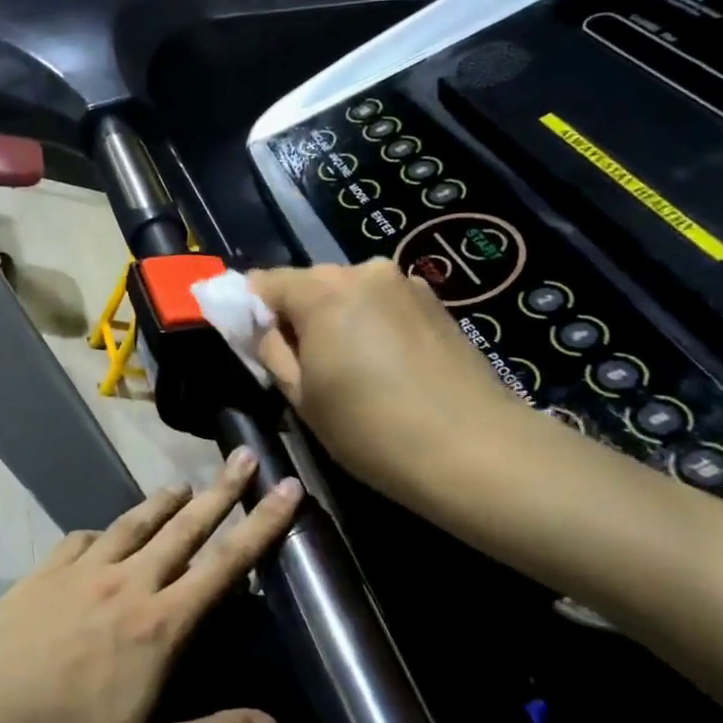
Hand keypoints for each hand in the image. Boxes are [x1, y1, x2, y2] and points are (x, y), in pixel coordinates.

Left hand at [0, 450, 302, 722]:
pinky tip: (105, 534)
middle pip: (184, 528)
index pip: (225, 564)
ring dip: (164, 503)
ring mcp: (79, 572)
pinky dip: (105, 531)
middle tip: (245, 457)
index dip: (263, 525)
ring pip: (133, 524)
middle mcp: (125, 583)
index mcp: (159, 625)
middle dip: (222, 492)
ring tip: (185, 485)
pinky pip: (82, 539)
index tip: (287, 489)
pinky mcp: (42, 574)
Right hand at [248, 259, 528, 503]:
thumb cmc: (371, 429)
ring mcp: (406, 284)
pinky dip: (370, 326)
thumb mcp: (301, 397)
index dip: (248, 310)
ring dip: (336, 321)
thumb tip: (259, 326)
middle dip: (296, 316)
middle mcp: (363, 272)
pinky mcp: (436, 303)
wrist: (475, 451)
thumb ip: (270, 350)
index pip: (264, 282)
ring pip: (348, 295)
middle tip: (301, 366)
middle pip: (309, 284)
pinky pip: (382, 306)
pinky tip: (384, 368)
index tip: (249, 343)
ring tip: (350, 371)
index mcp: (322, 290)